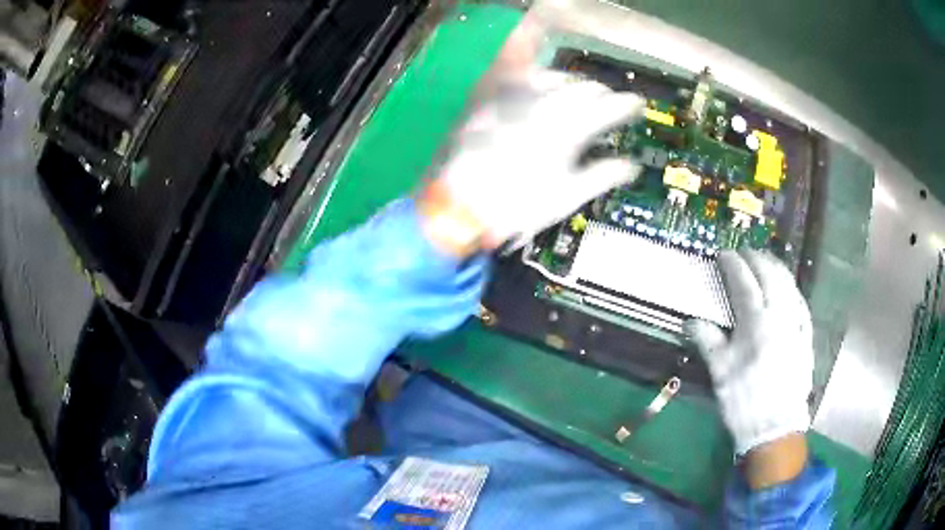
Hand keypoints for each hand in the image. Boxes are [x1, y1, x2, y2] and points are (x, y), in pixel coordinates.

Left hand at [421, 71, 644, 256]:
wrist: (463, 202)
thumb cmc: (519, 204)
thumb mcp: (567, 196)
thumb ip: (603, 176)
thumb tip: (631, 167)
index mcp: (570, 130)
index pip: (609, 108)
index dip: (628, 105)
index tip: (637, 105)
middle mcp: (548, 105)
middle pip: (586, 88)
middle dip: (603, 94)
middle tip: (610, 104)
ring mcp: (520, 98)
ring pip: (557, 77)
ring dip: (574, 84)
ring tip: (579, 94)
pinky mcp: (496, 97)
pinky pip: (523, 75)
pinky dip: (539, 74)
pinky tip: (540, 78)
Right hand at [685, 250, 813, 458]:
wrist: (775, 425)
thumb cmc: (743, 400)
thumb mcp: (720, 373)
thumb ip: (708, 341)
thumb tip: (690, 320)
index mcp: (755, 323)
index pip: (743, 282)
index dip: (733, 264)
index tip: (723, 255)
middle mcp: (779, 315)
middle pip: (769, 274)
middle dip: (755, 258)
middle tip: (743, 253)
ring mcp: (796, 323)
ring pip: (788, 283)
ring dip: (775, 266)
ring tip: (764, 260)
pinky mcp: (806, 335)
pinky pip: (800, 301)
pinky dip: (791, 287)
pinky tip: (787, 286)